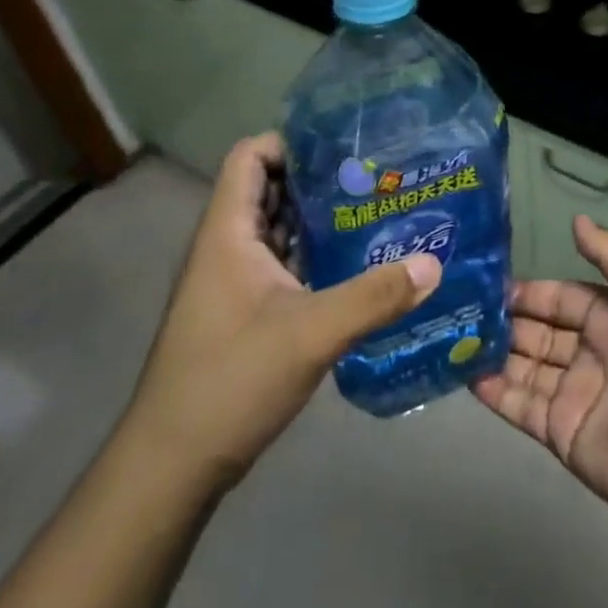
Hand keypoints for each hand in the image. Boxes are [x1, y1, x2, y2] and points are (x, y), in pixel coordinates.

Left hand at [127, 132, 441, 482]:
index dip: (292, 142)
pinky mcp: (246, 312)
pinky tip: (359, 267)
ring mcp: (235, 282)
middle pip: (272, 189)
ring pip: (281, 230)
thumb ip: (373, 297)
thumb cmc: (230, 381)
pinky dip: (317, 257)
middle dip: (321, 180)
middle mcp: (228, 247)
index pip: (251, 157)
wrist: (173, 465)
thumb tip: (433, 264)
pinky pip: (285, 265)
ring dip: (322, 220)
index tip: (345, 147)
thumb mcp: (310, 334)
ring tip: (379, 213)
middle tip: (378, 178)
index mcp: (229, 233)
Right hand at [473, 215, 607, 538]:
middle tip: (456, 310)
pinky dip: (493, 392)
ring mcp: (572, 392)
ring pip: (523, 365)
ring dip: (491, 352)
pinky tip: (464, 376)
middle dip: (502, 320)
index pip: (558, 297)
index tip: (486, 283)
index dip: (527, 291)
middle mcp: (588, 350)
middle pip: (536, 329)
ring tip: (450, 338)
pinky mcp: (560, 432)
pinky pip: (520, 405)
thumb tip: (576, 220)